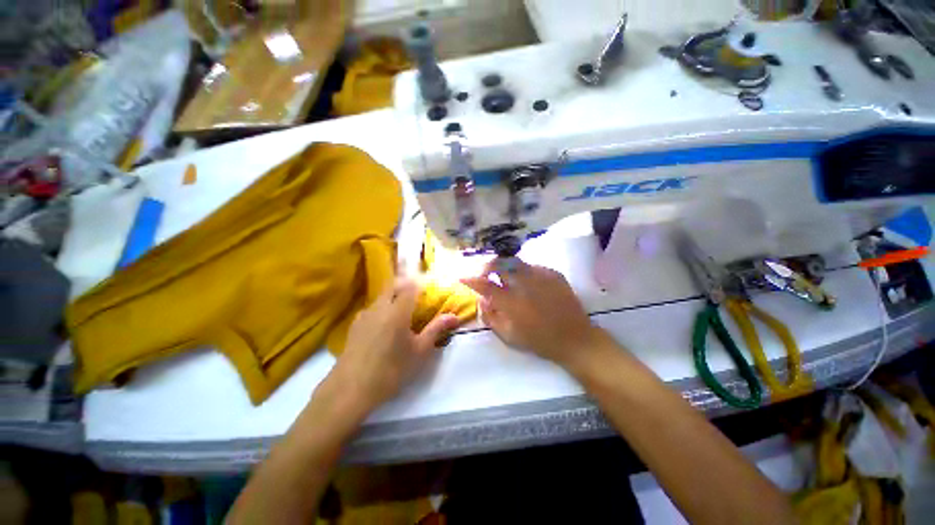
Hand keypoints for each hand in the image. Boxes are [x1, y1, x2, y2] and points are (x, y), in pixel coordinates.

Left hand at [325, 278, 459, 415]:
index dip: (421, 282)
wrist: (350, 390)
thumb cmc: (391, 370)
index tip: (429, 286)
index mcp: (398, 310)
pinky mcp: (355, 325)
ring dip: (393, 296)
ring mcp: (364, 315)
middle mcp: (380, 307)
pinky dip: (382, 308)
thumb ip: (436, 329)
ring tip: (402, 310)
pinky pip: (372, 308)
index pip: (410, 285)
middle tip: (417, 296)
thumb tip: (454, 316)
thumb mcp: (419, 351)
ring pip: (381, 296)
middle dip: (406, 285)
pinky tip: (384, 325)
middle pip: (393, 286)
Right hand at [461, 259, 606, 368]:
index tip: (463, 278)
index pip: (485, 285)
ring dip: (506, 268)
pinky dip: (523, 272)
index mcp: (512, 302)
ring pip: (516, 262)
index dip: (471, 280)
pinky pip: (532, 267)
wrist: (575, 338)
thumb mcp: (508, 336)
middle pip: (500, 263)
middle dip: (488, 266)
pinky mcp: (553, 273)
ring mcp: (540, 276)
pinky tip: (527, 283)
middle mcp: (524, 284)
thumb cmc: (539, 341)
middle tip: (486, 274)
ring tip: (506, 278)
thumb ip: (490, 317)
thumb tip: (482, 300)